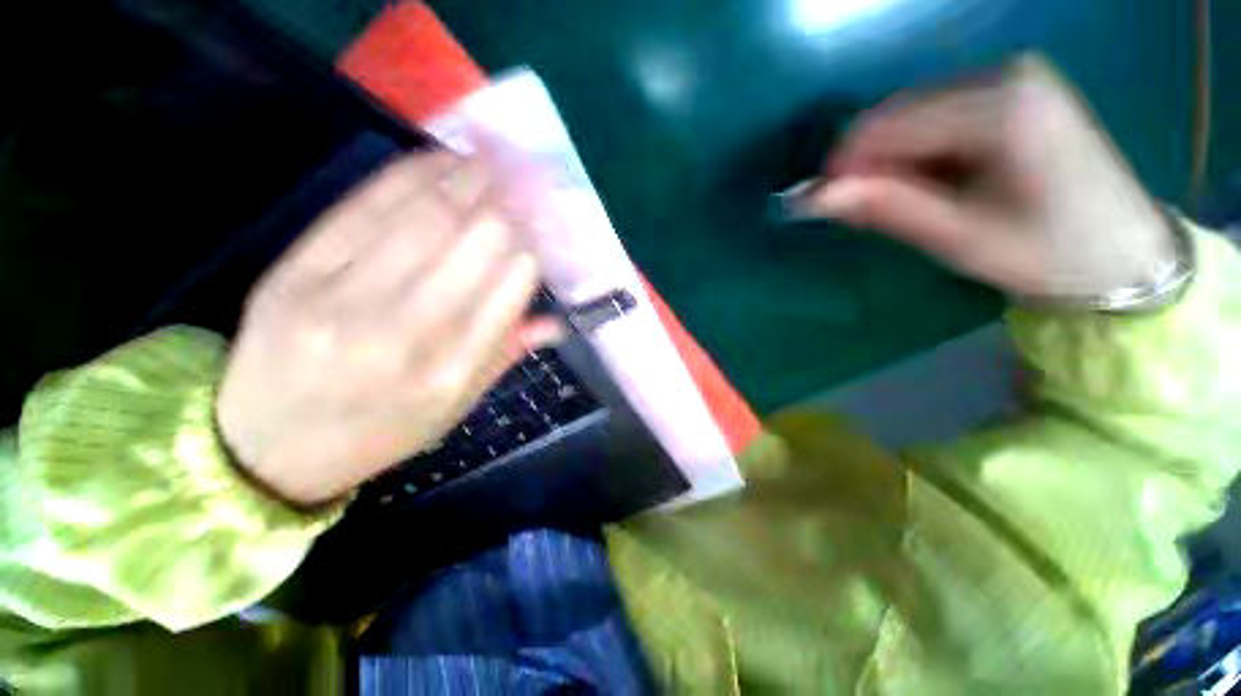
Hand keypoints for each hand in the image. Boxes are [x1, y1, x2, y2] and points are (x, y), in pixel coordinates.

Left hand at [216, 152, 560, 504]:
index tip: (539, 232)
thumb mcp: (453, 409)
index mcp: (450, 373)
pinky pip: (362, 209)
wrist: (265, 449)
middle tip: (522, 184)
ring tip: (488, 161)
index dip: (530, 250)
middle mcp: (404, 334)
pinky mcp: (294, 274)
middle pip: (474, 243)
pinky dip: (406, 176)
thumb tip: (554, 322)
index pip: (509, 288)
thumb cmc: (378, 432)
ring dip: (464, 180)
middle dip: (505, 206)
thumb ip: (504, 356)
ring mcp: (342, 300)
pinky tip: (435, 160)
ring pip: (424, 217)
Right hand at [803, 55, 1175, 298]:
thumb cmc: (1048, 254)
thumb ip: (885, 207)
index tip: (824, 205)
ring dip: (894, 159)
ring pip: (914, 112)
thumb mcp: (959, 237)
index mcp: (1002, 108)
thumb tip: (814, 197)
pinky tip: (937, 179)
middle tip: (869, 210)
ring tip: (911, 200)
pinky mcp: (1016, 87)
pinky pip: (939, 112)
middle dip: (871, 163)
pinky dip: (920, 149)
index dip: (845, 167)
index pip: (888, 125)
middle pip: (899, 113)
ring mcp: (1014, 75)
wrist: (1126, 252)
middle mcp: (1006, 73)